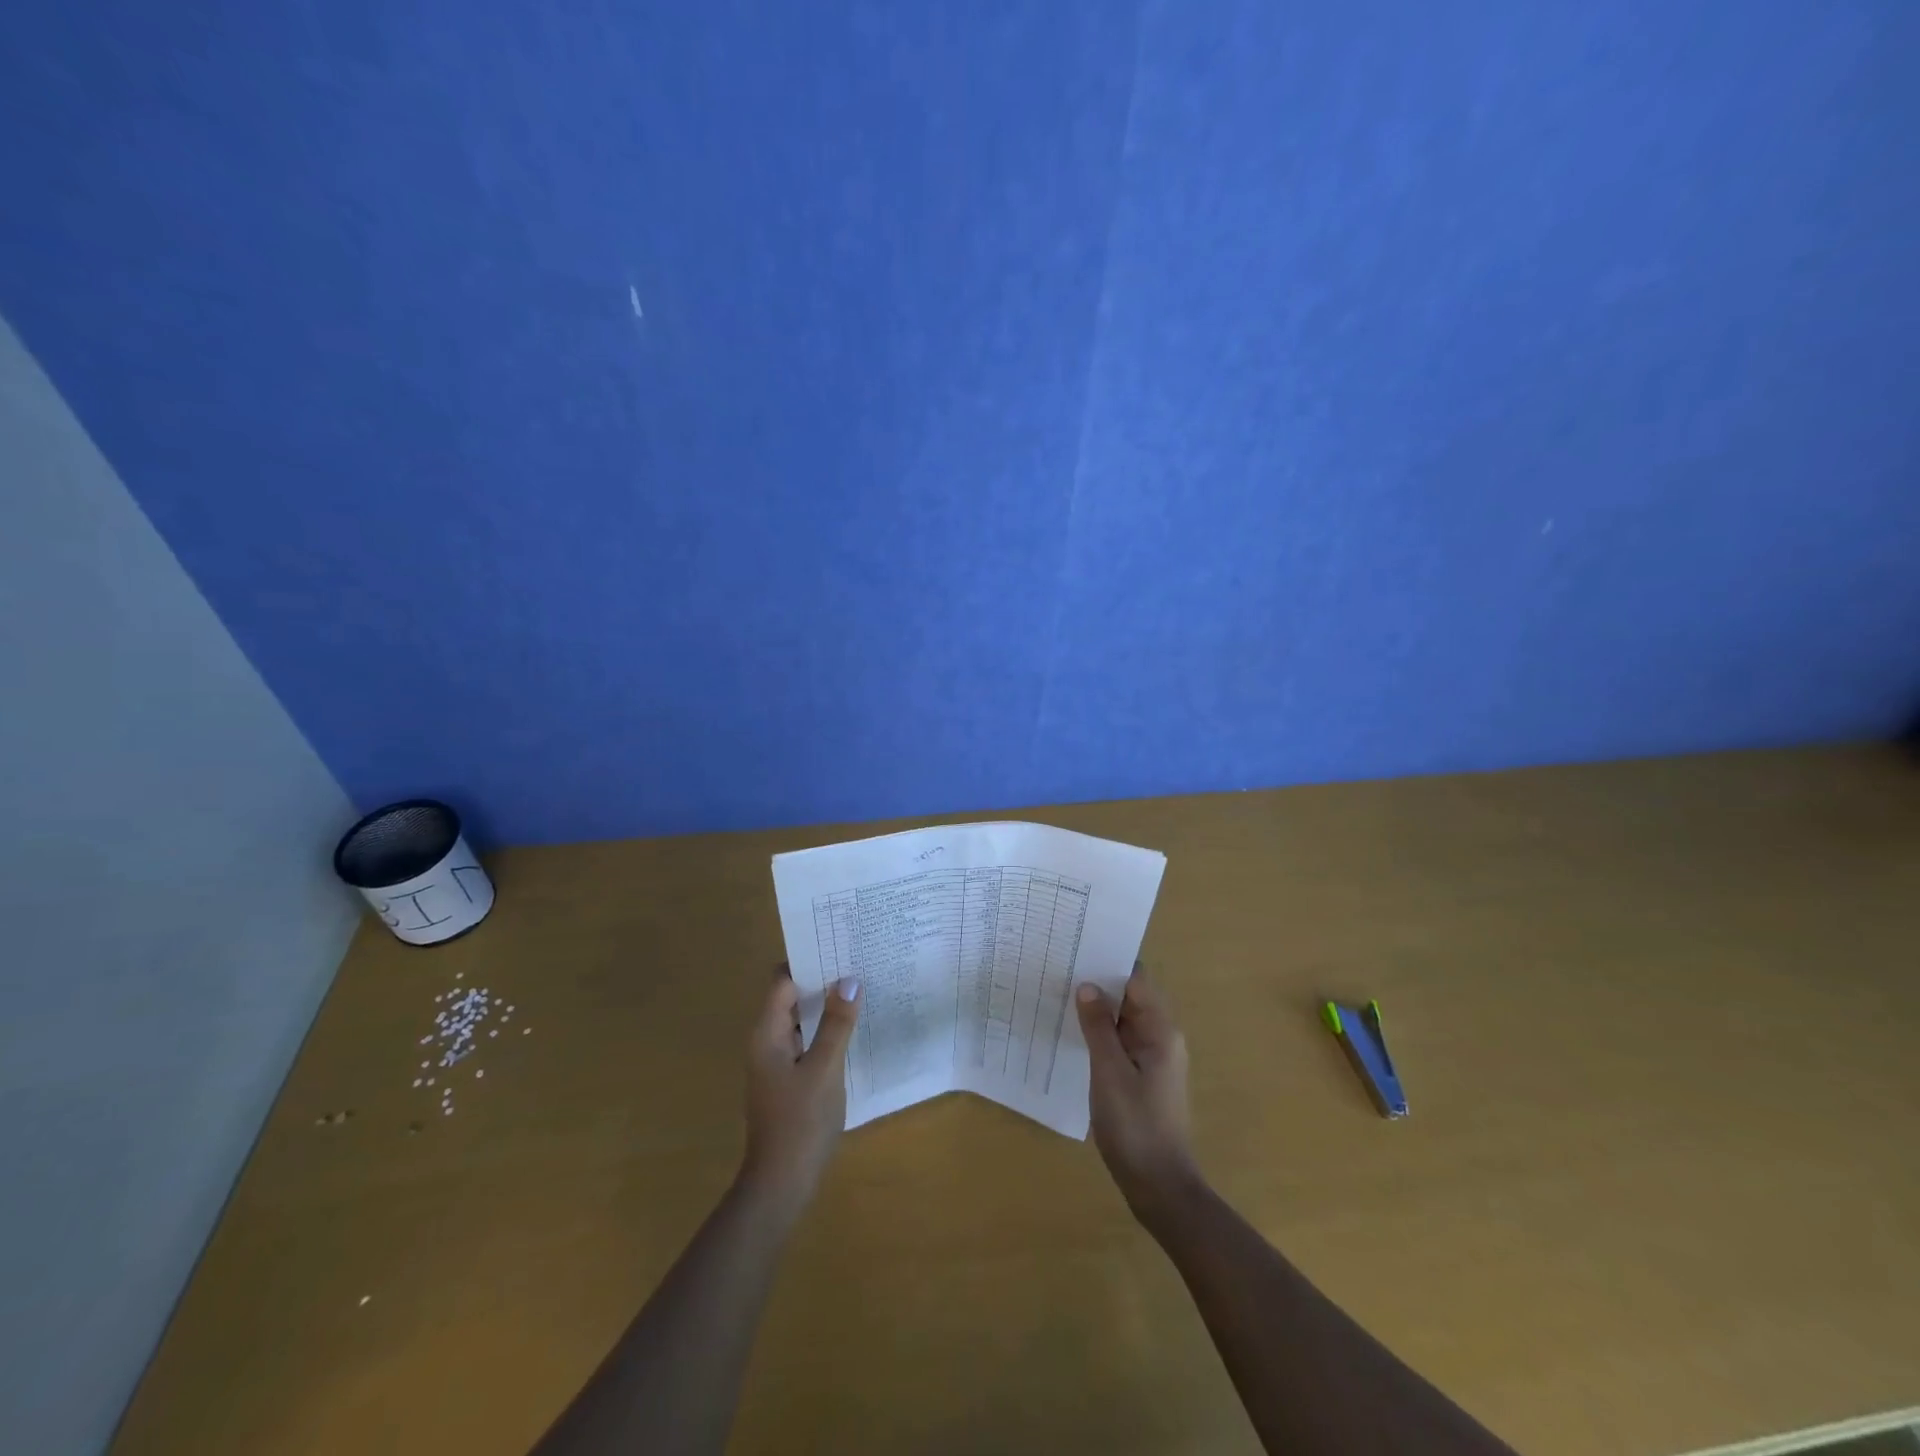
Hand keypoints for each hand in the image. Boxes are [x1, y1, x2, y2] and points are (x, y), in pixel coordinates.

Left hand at [738, 969, 860, 1219]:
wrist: (781, 1185)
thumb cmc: (800, 1122)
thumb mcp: (824, 1069)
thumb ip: (837, 1024)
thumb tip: (849, 980)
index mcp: (767, 1033)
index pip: (782, 981)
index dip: (807, 960)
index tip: (838, 944)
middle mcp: (766, 1042)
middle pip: (790, 997)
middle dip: (820, 980)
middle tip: (857, 961)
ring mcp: (776, 1063)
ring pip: (800, 1020)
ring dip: (825, 1005)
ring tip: (860, 988)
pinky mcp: (787, 1080)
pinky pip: (806, 1042)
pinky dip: (825, 1030)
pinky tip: (852, 1030)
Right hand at [1076, 966, 1202, 1221]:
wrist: (1159, 1187)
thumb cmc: (1135, 1127)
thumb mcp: (1110, 1073)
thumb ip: (1098, 1027)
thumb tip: (1087, 985)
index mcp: (1160, 1030)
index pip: (1136, 979)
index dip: (1109, 961)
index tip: (1078, 946)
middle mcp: (1161, 1037)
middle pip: (1130, 996)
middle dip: (1099, 981)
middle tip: (1060, 966)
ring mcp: (1153, 1057)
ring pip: (1123, 1019)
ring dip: (1098, 1007)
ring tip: (1059, 991)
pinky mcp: (1143, 1076)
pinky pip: (1121, 1040)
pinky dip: (1100, 1031)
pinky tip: (1073, 1031)